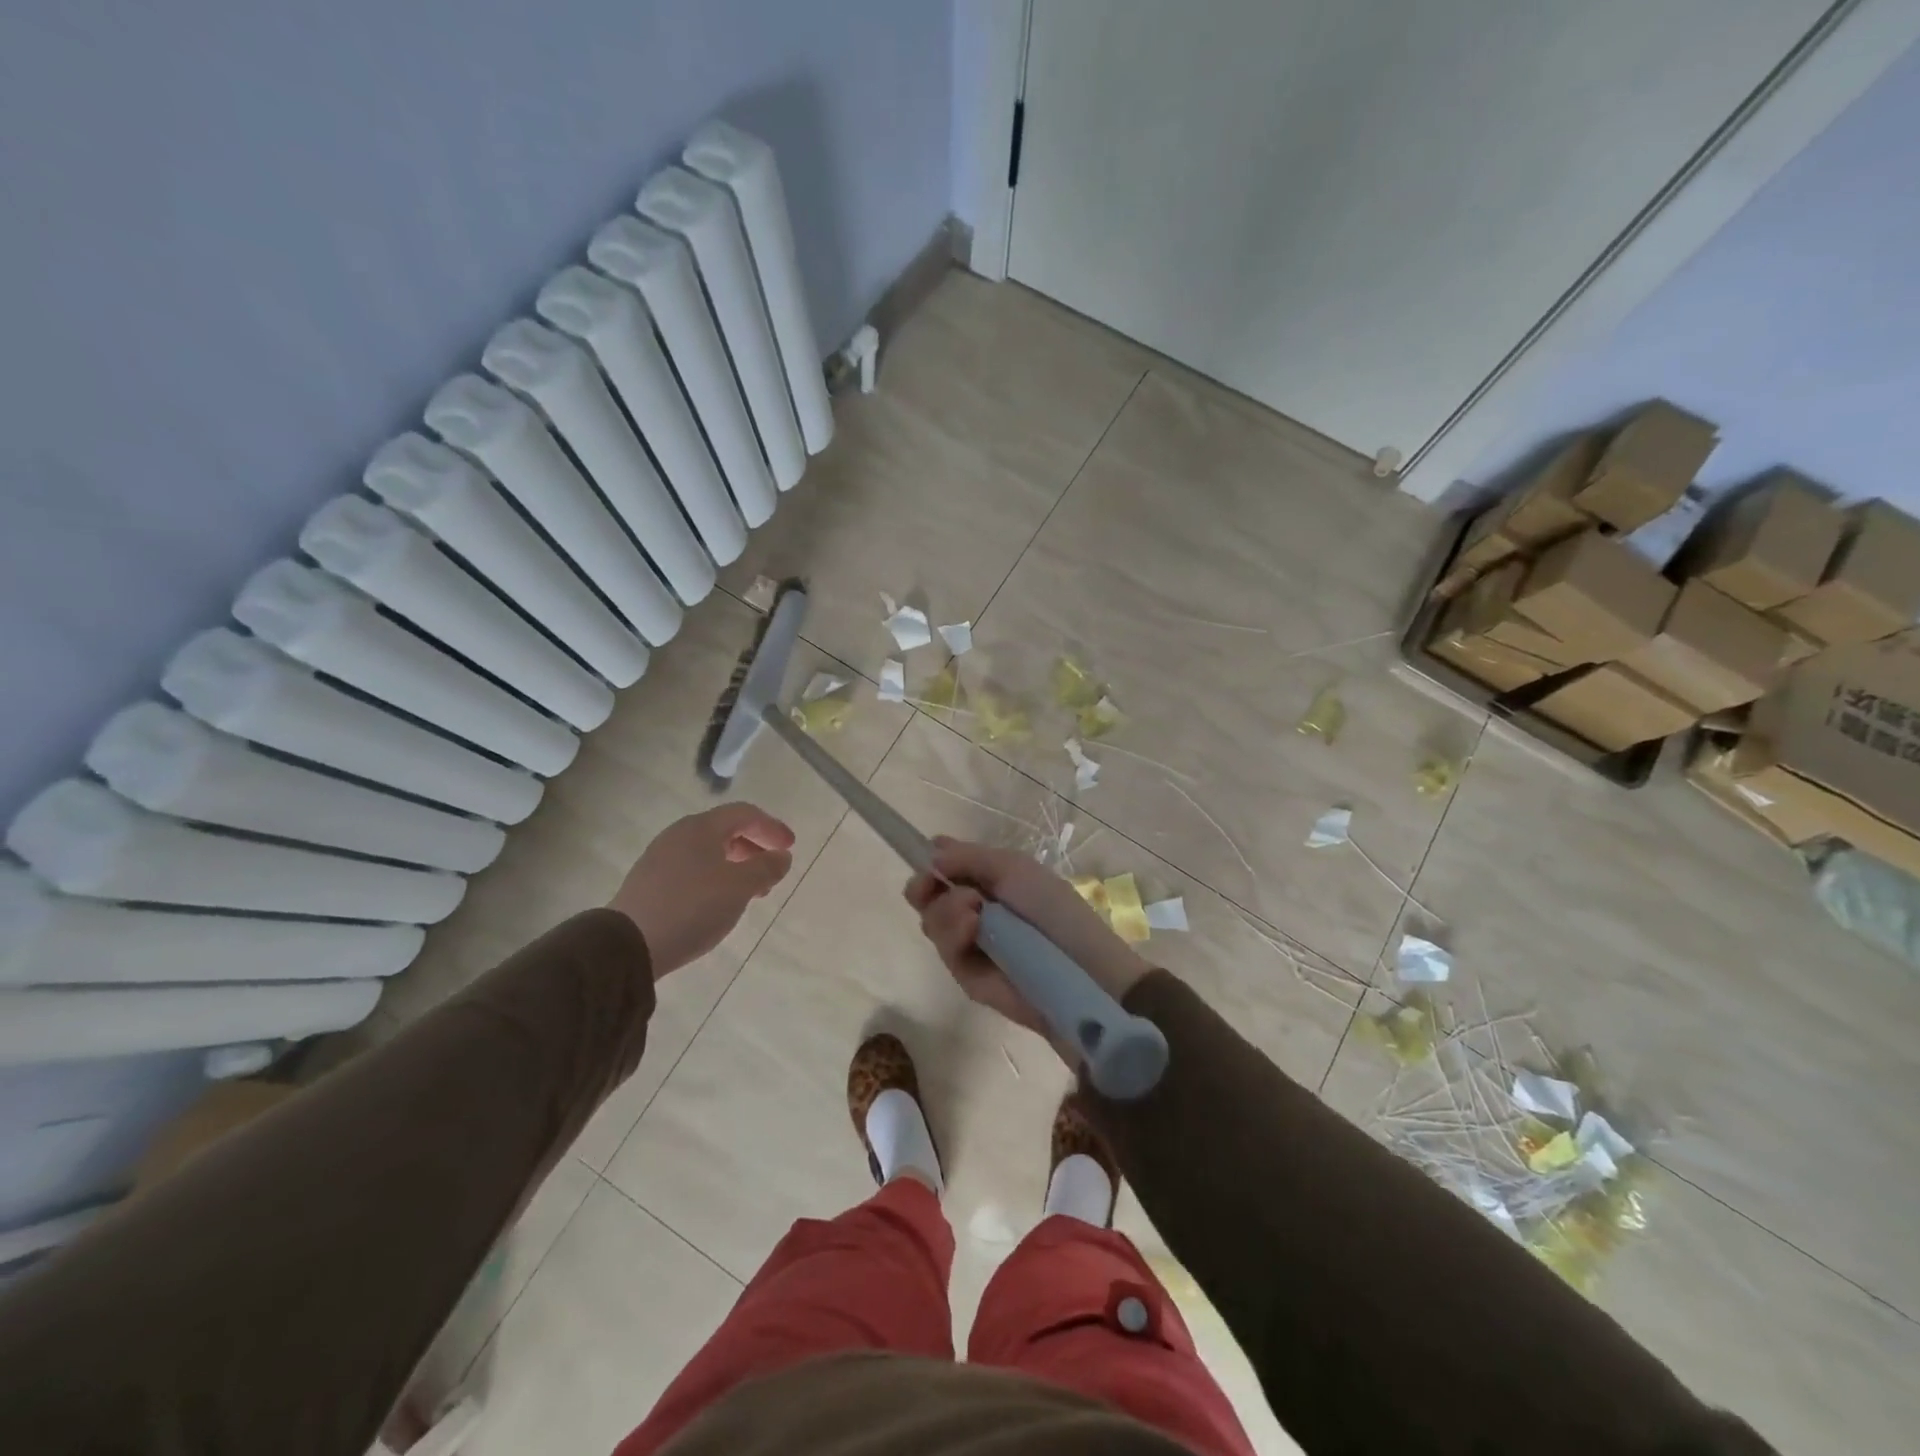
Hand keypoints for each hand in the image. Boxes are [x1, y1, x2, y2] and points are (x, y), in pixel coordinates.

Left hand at [611, 803, 794, 977]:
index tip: (790, 847)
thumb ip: (766, 868)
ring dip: (736, 866)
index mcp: (701, 827)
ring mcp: (660, 858)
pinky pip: (692, 869)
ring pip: (708, 852)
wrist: (628, 944)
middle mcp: (679, 835)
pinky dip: (715, 878)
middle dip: (754, 848)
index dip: (771, 827)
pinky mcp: (649, 882)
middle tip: (772, 872)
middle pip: (725, 831)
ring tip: (750, 892)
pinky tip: (719, 902)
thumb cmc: (693, 907)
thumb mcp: (740, 887)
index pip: (744, 814)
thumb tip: (781, 856)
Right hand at [904, 838, 1151, 1053]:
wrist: (1078, 966)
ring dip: (946, 909)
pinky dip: (953, 934)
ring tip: (974, 911)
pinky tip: (972, 928)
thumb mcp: (1013, 868)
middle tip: (933, 884)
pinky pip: (944, 950)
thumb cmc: (1052, 908)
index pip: (945, 868)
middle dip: (925, 886)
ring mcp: (968, 943)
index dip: (931, 863)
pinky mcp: (966, 976)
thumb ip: (969, 858)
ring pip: (931, 920)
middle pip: (927, 896)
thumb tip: (931, 855)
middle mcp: (973, 909)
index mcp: (988, 881)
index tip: (929, 861)